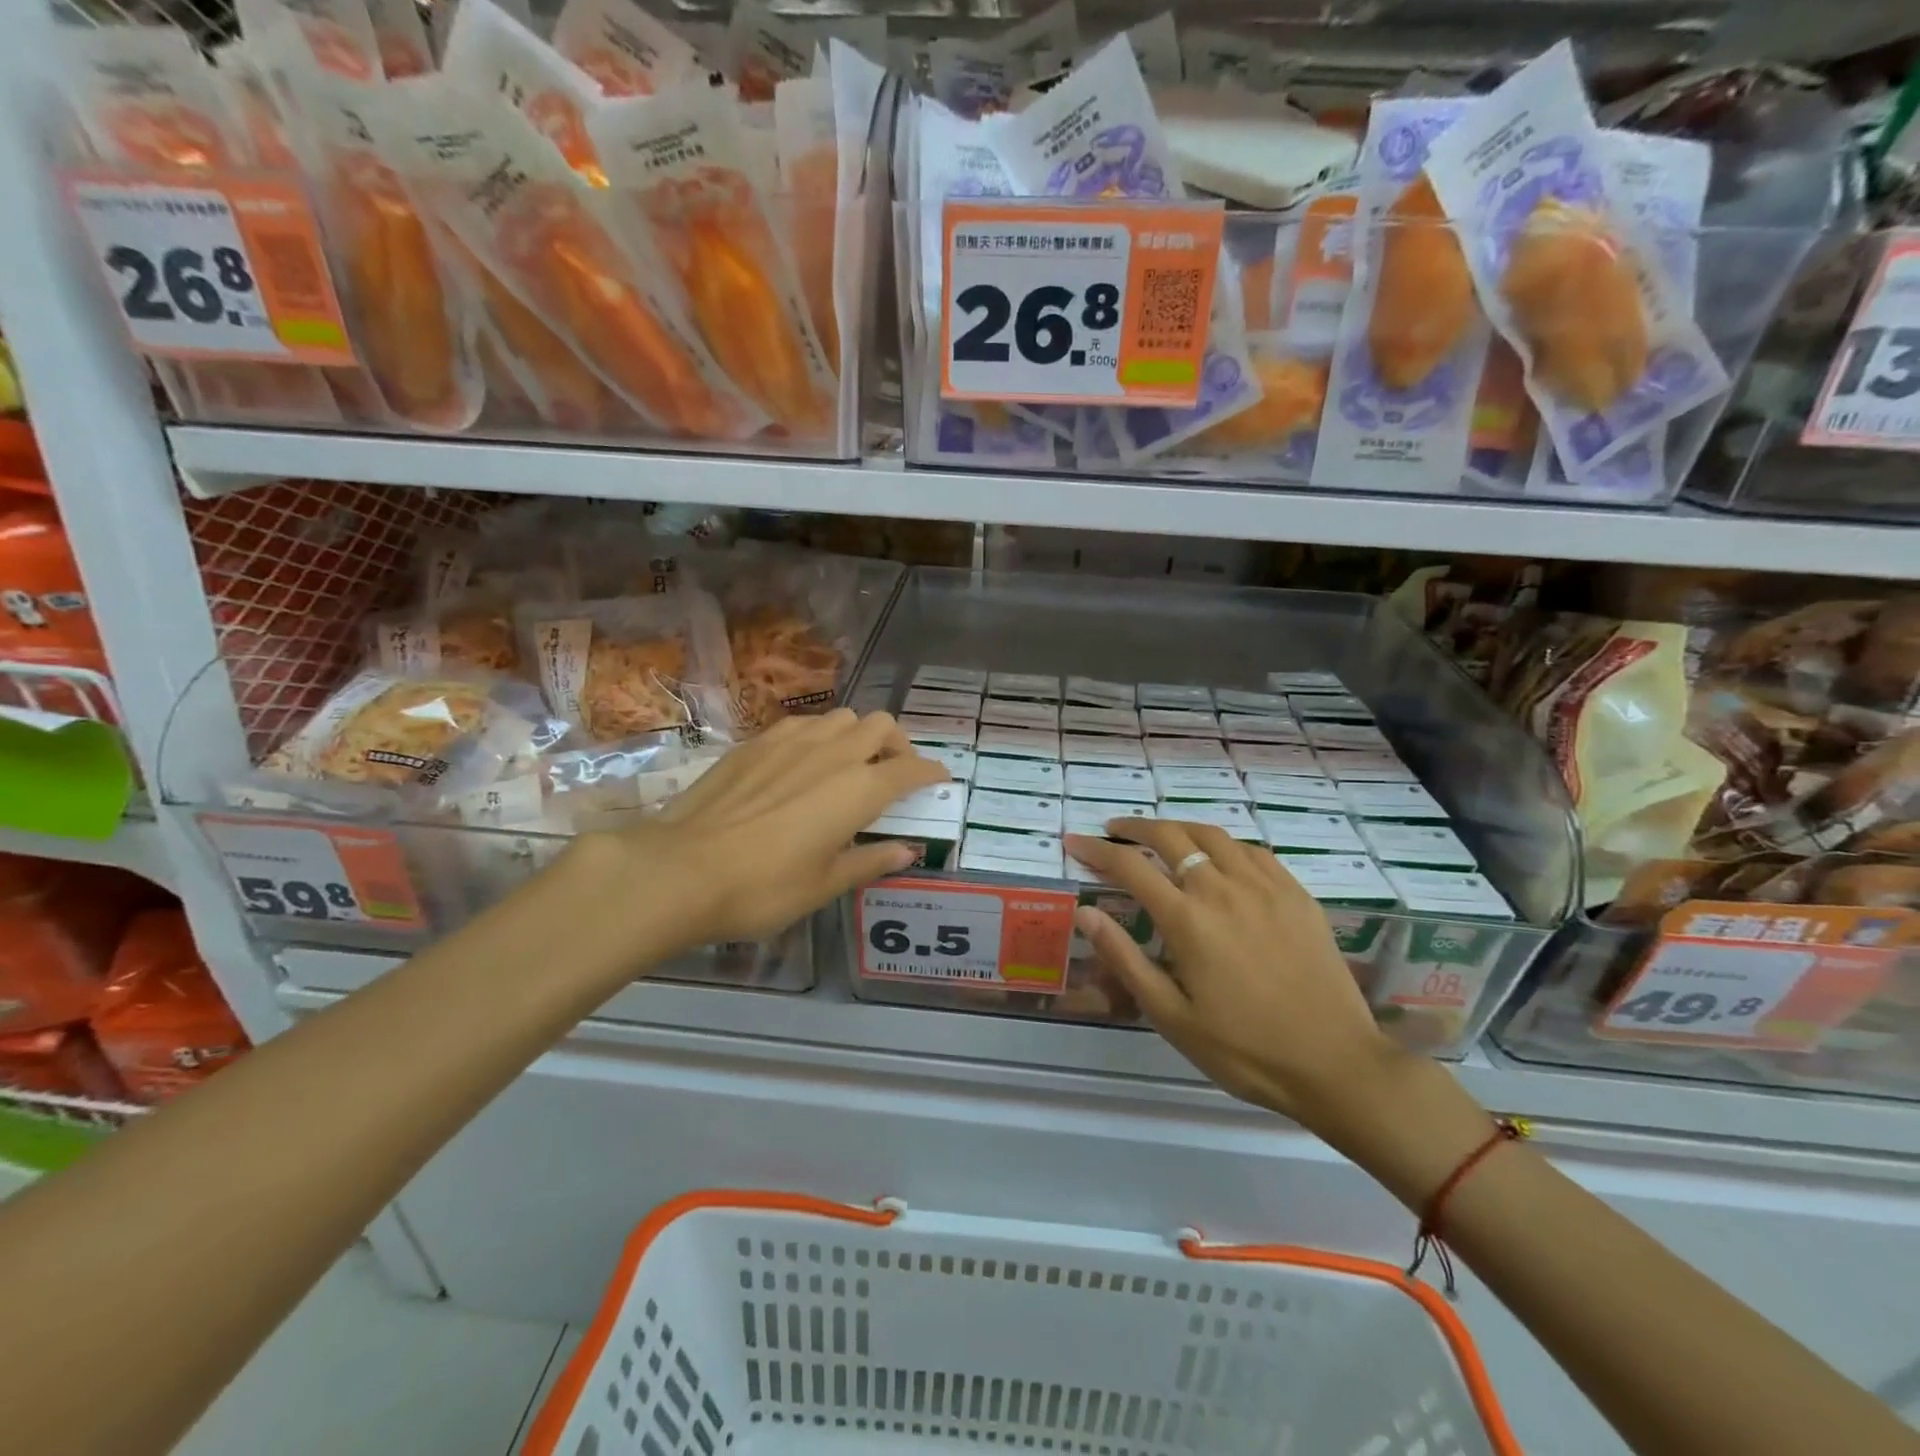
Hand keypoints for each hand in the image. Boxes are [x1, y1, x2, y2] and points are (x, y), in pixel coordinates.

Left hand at [568, 710, 946, 963]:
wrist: (682, 869)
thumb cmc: (764, 887)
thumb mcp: (825, 884)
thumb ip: (870, 861)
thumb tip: (906, 851)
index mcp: (858, 789)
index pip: (910, 768)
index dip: (930, 772)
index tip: (939, 779)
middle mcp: (832, 753)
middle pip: (880, 725)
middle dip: (897, 744)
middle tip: (893, 772)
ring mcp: (791, 741)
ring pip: (841, 717)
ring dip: (857, 735)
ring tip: (849, 764)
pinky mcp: (755, 742)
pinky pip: (802, 725)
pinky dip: (818, 737)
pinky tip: (803, 764)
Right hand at [1065, 820, 1401, 1132]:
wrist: (1336, 1065)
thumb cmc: (1244, 1049)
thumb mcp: (1171, 1016)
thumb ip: (1125, 958)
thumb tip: (1086, 913)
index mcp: (1188, 920)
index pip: (1130, 867)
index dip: (1097, 850)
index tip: (1074, 842)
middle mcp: (1223, 889)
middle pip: (1170, 836)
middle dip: (1134, 828)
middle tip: (1113, 831)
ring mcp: (1265, 887)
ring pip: (1213, 835)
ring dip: (1178, 827)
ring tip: (1160, 835)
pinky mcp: (1296, 894)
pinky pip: (1253, 850)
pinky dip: (1224, 843)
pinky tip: (1219, 855)